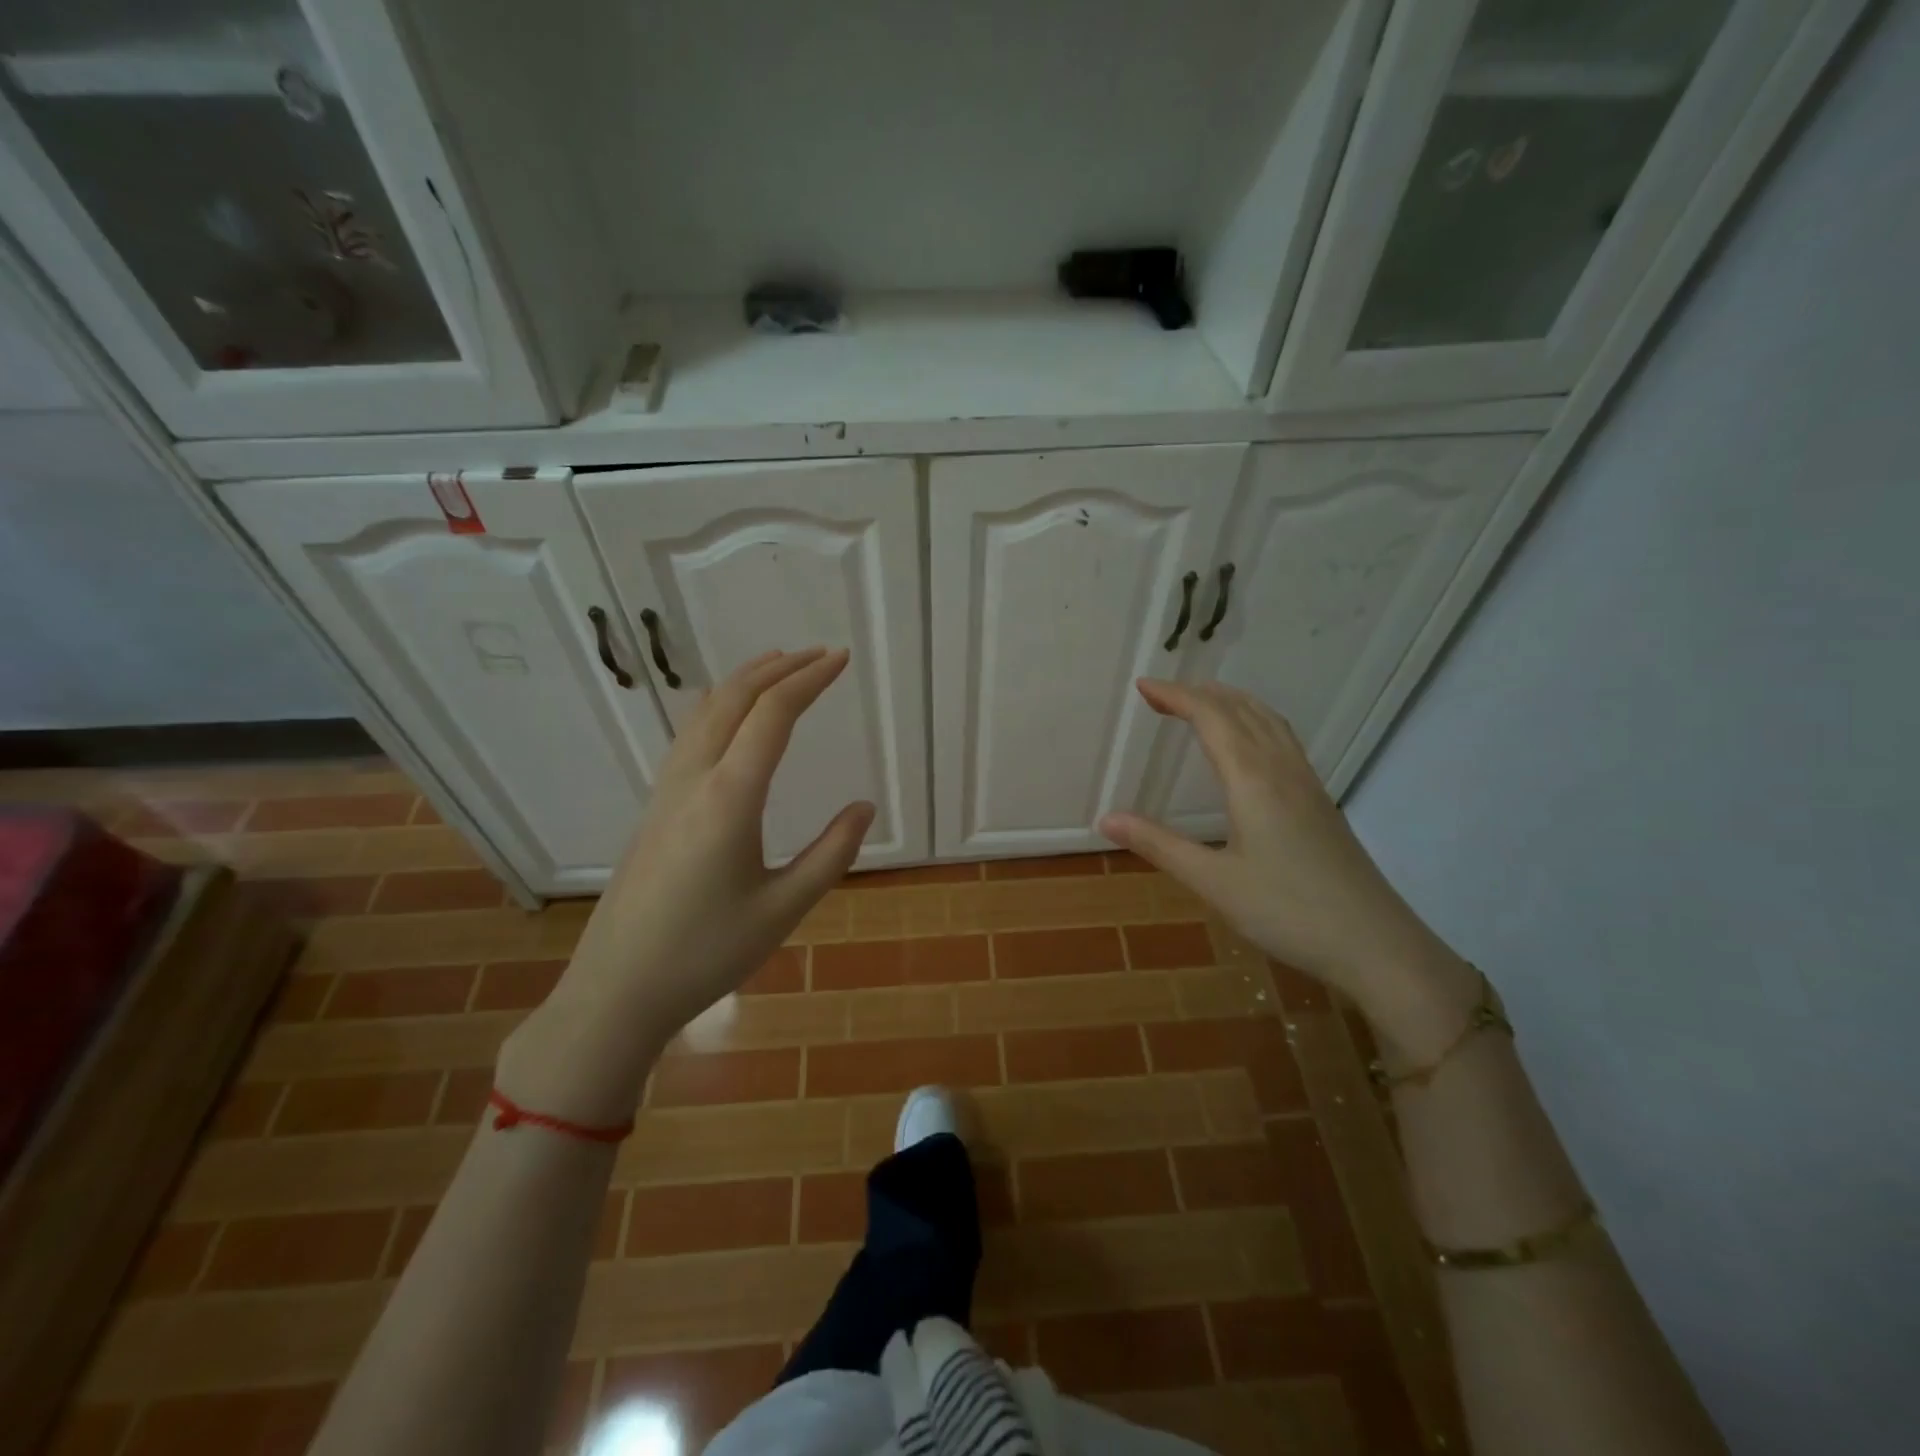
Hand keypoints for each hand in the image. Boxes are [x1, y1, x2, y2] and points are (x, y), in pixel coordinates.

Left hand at [500, 648, 873, 1120]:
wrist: (617, 988)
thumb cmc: (706, 953)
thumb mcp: (783, 909)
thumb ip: (830, 854)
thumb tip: (863, 807)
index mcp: (730, 798)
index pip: (773, 715)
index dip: (810, 680)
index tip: (841, 660)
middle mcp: (694, 779)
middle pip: (735, 699)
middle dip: (780, 669)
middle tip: (820, 655)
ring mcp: (666, 790)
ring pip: (705, 712)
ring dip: (745, 681)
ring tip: (778, 666)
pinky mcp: (654, 806)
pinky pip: (689, 734)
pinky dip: (719, 706)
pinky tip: (729, 717)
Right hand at [1099, 679, 1476, 1054]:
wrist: (1376, 944)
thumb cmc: (1288, 912)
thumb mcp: (1213, 882)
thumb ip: (1159, 845)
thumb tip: (1105, 819)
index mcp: (1252, 779)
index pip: (1210, 717)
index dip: (1175, 696)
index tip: (1142, 686)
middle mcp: (1282, 769)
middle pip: (1240, 710)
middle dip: (1198, 693)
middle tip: (1160, 694)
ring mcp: (1307, 782)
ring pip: (1268, 721)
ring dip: (1230, 702)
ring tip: (1200, 703)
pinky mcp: (1320, 800)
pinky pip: (1283, 739)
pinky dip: (1255, 721)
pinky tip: (1249, 744)